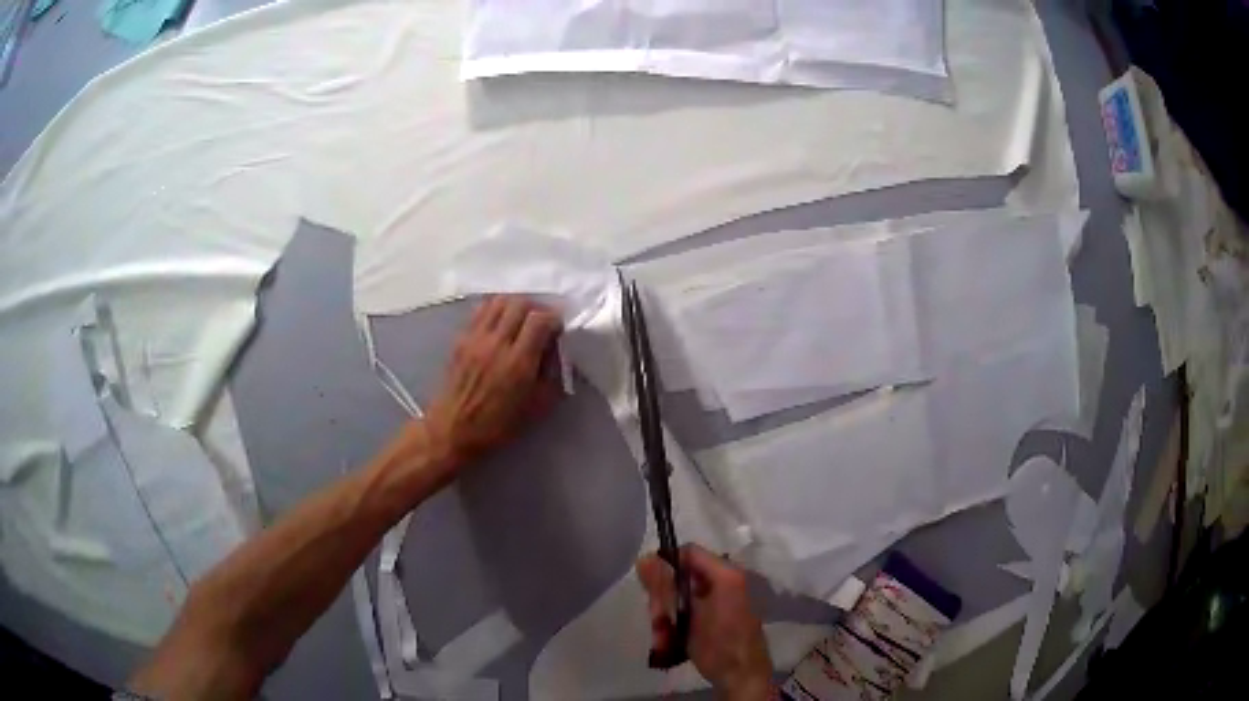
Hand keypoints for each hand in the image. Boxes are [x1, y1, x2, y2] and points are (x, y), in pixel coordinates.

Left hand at [424, 295, 562, 465]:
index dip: (554, 318)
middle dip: (537, 307)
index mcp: (518, 362)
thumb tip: (556, 347)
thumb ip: (552, 373)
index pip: (540, 319)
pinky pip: (481, 310)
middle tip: (542, 321)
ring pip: (499, 301)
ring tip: (521, 319)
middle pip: (520, 303)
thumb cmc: (498, 424)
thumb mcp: (538, 406)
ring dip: (515, 304)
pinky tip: (500, 323)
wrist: (453, 428)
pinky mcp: (461, 338)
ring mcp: (476, 338)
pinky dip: (495, 309)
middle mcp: (497, 343)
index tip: (558, 329)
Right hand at [637, 545, 771, 700]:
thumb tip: (643, 559)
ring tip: (662, 639)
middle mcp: (725, 580)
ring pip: (681, 596)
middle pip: (681, 577)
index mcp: (724, 574)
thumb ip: (665, 587)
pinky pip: (689, 610)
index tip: (649, 588)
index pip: (688, 553)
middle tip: (656, 622)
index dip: (665, 565)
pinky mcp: (717, 615)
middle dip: (663, 601)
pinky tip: (668, 643)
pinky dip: (676, 625)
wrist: (743, 676)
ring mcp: (722, 598)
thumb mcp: (687, 616)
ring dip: (666, 617)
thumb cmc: (719, 644)